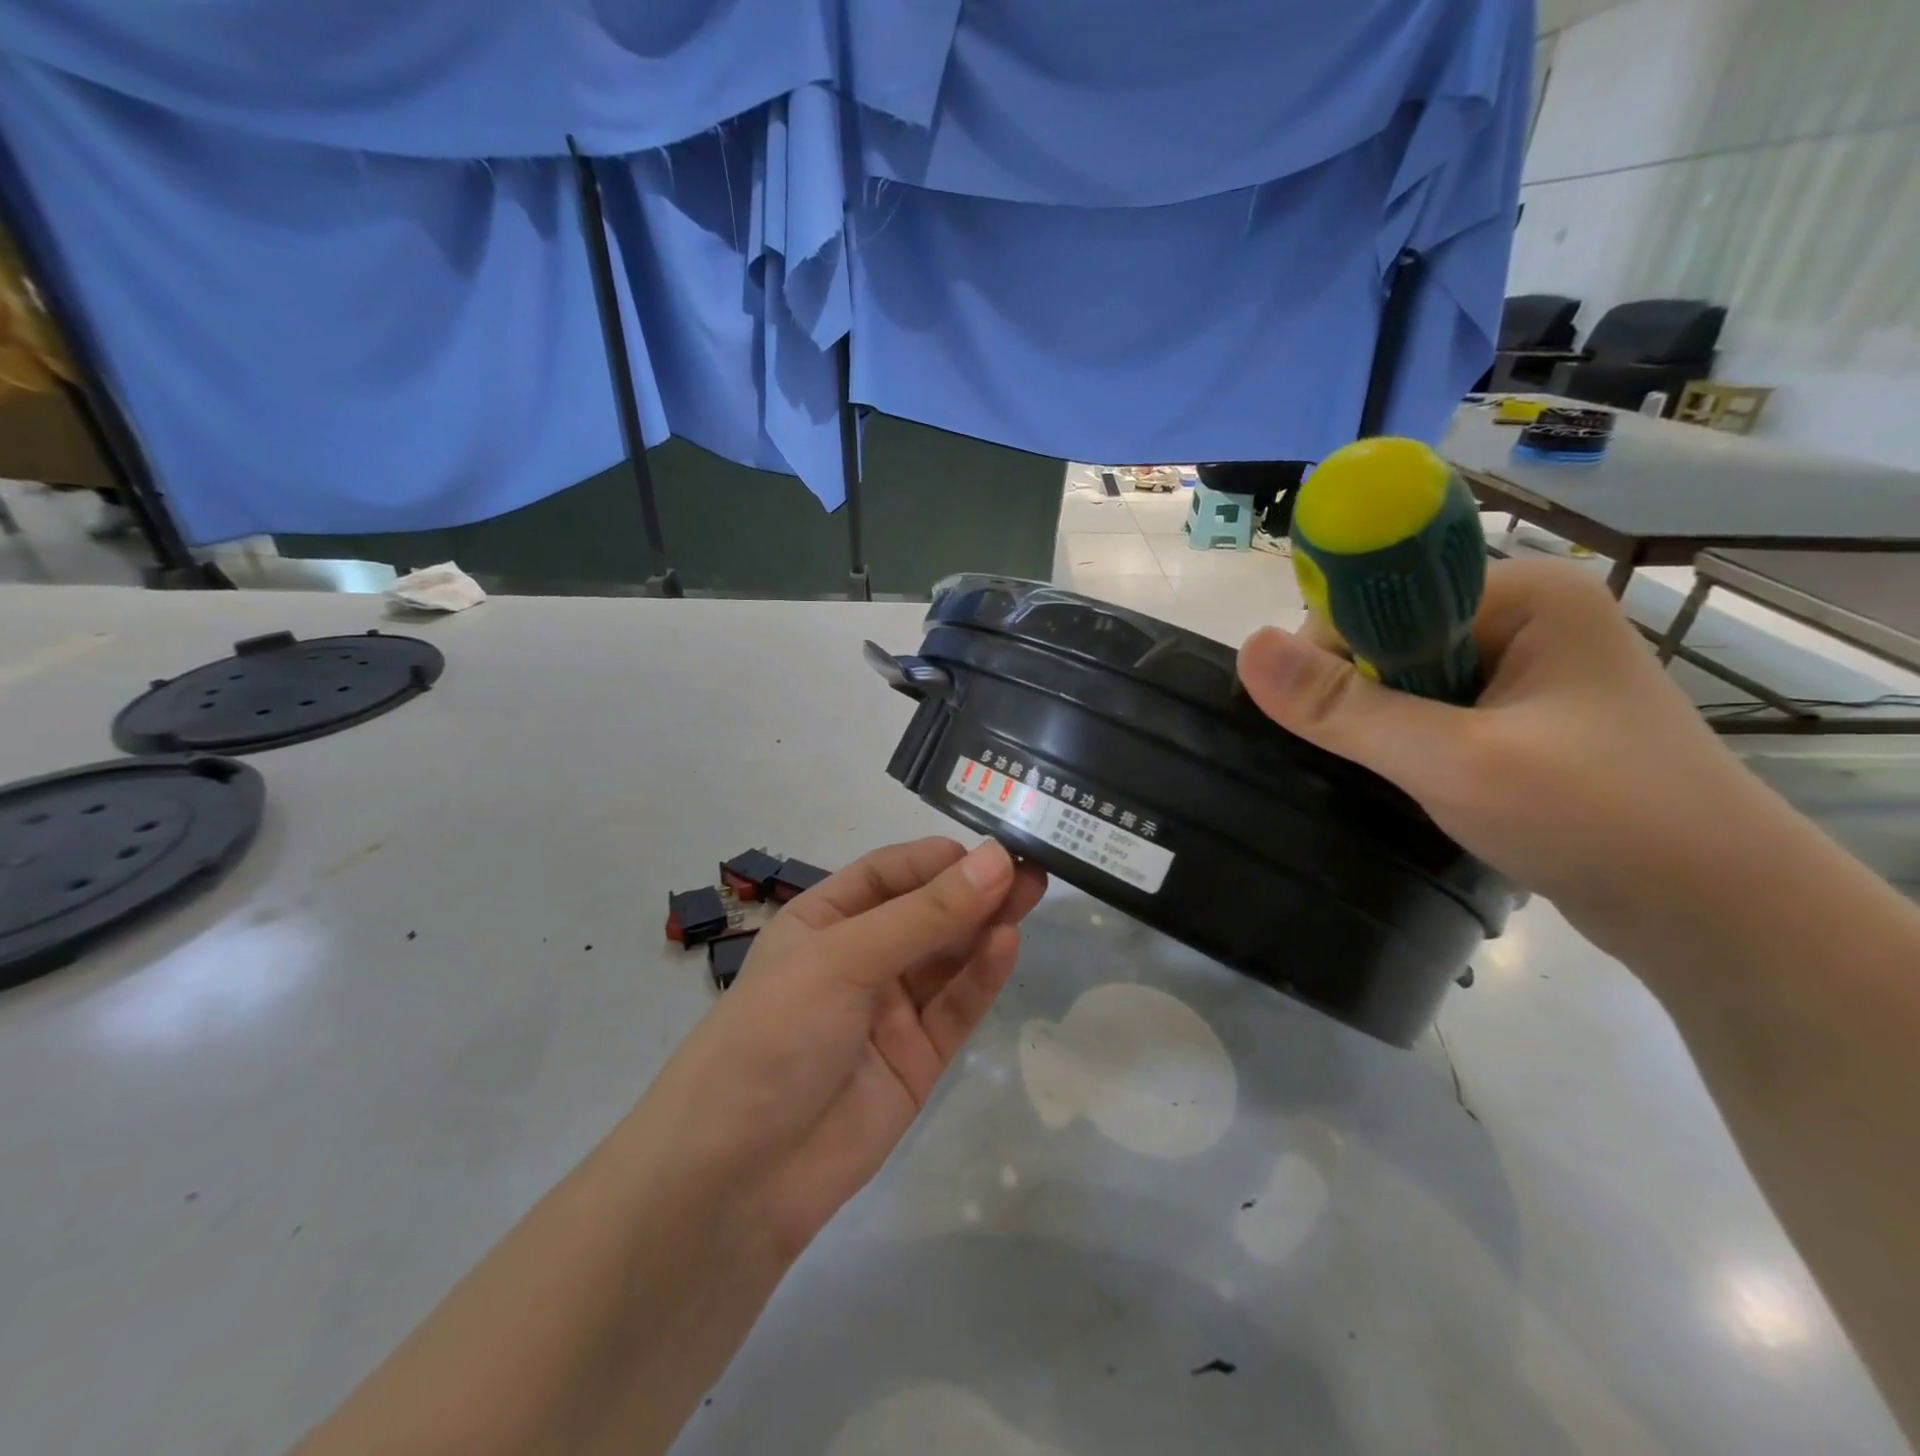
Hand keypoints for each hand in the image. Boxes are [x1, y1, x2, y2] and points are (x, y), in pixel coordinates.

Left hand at [638, 838, 1046, 1263]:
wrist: (738, 1179)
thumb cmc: (775, 1035)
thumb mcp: (844, 960)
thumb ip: (925, 914)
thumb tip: (996, 860)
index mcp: (824, 921)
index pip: (888, 873)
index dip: (938, 859)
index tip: (990, 848)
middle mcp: (859, 958)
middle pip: (926, 912)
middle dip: (973, 889)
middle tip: (1031, 868)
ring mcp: (890, 1010)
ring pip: (948, 957)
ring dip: (986, 926)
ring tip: (1032, 894)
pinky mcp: (918, 1058)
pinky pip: (955, 1007)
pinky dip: (982, 976)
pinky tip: (1007, 944)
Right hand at [1236, 559, 1769, 920]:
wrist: (1719, 917)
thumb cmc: (1596, 818)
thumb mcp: (1453, 759)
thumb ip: (1344, 707)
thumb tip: (1247, 646)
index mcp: (1523, 593)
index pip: (1381, 598)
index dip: (1333, 650)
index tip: (1319, 717)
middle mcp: (1526, 618)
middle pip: (1389, 639)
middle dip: (1359, 698)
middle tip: (1369, 760)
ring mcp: (1528, 671)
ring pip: (1406, 682)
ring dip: (1381, 727)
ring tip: (1394, 777)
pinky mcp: (1524, 719)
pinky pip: (1433, 713)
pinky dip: (1408, 745)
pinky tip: (1415, 783)